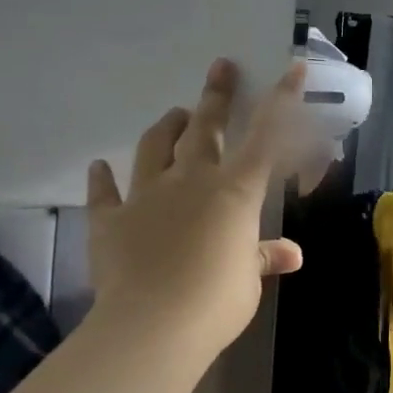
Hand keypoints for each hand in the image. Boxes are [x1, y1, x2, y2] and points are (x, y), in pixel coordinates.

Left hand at [85, 59, 304, 355]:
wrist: (152, 326)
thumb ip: (264, 256)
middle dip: (216, 95)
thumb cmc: (217, 299)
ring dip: (167, 127)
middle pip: (205, 127)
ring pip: (155, 146)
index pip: (267, 136)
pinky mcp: (111, 220)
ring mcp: (147, 195)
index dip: (283, 99)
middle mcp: (192, 180)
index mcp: (236, 190)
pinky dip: (102, 178)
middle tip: (220, 67)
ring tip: (175, 115)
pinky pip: (104, 192)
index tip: (293, 68)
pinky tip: (99, 167)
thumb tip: (291, 254)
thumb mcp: (249, 277)